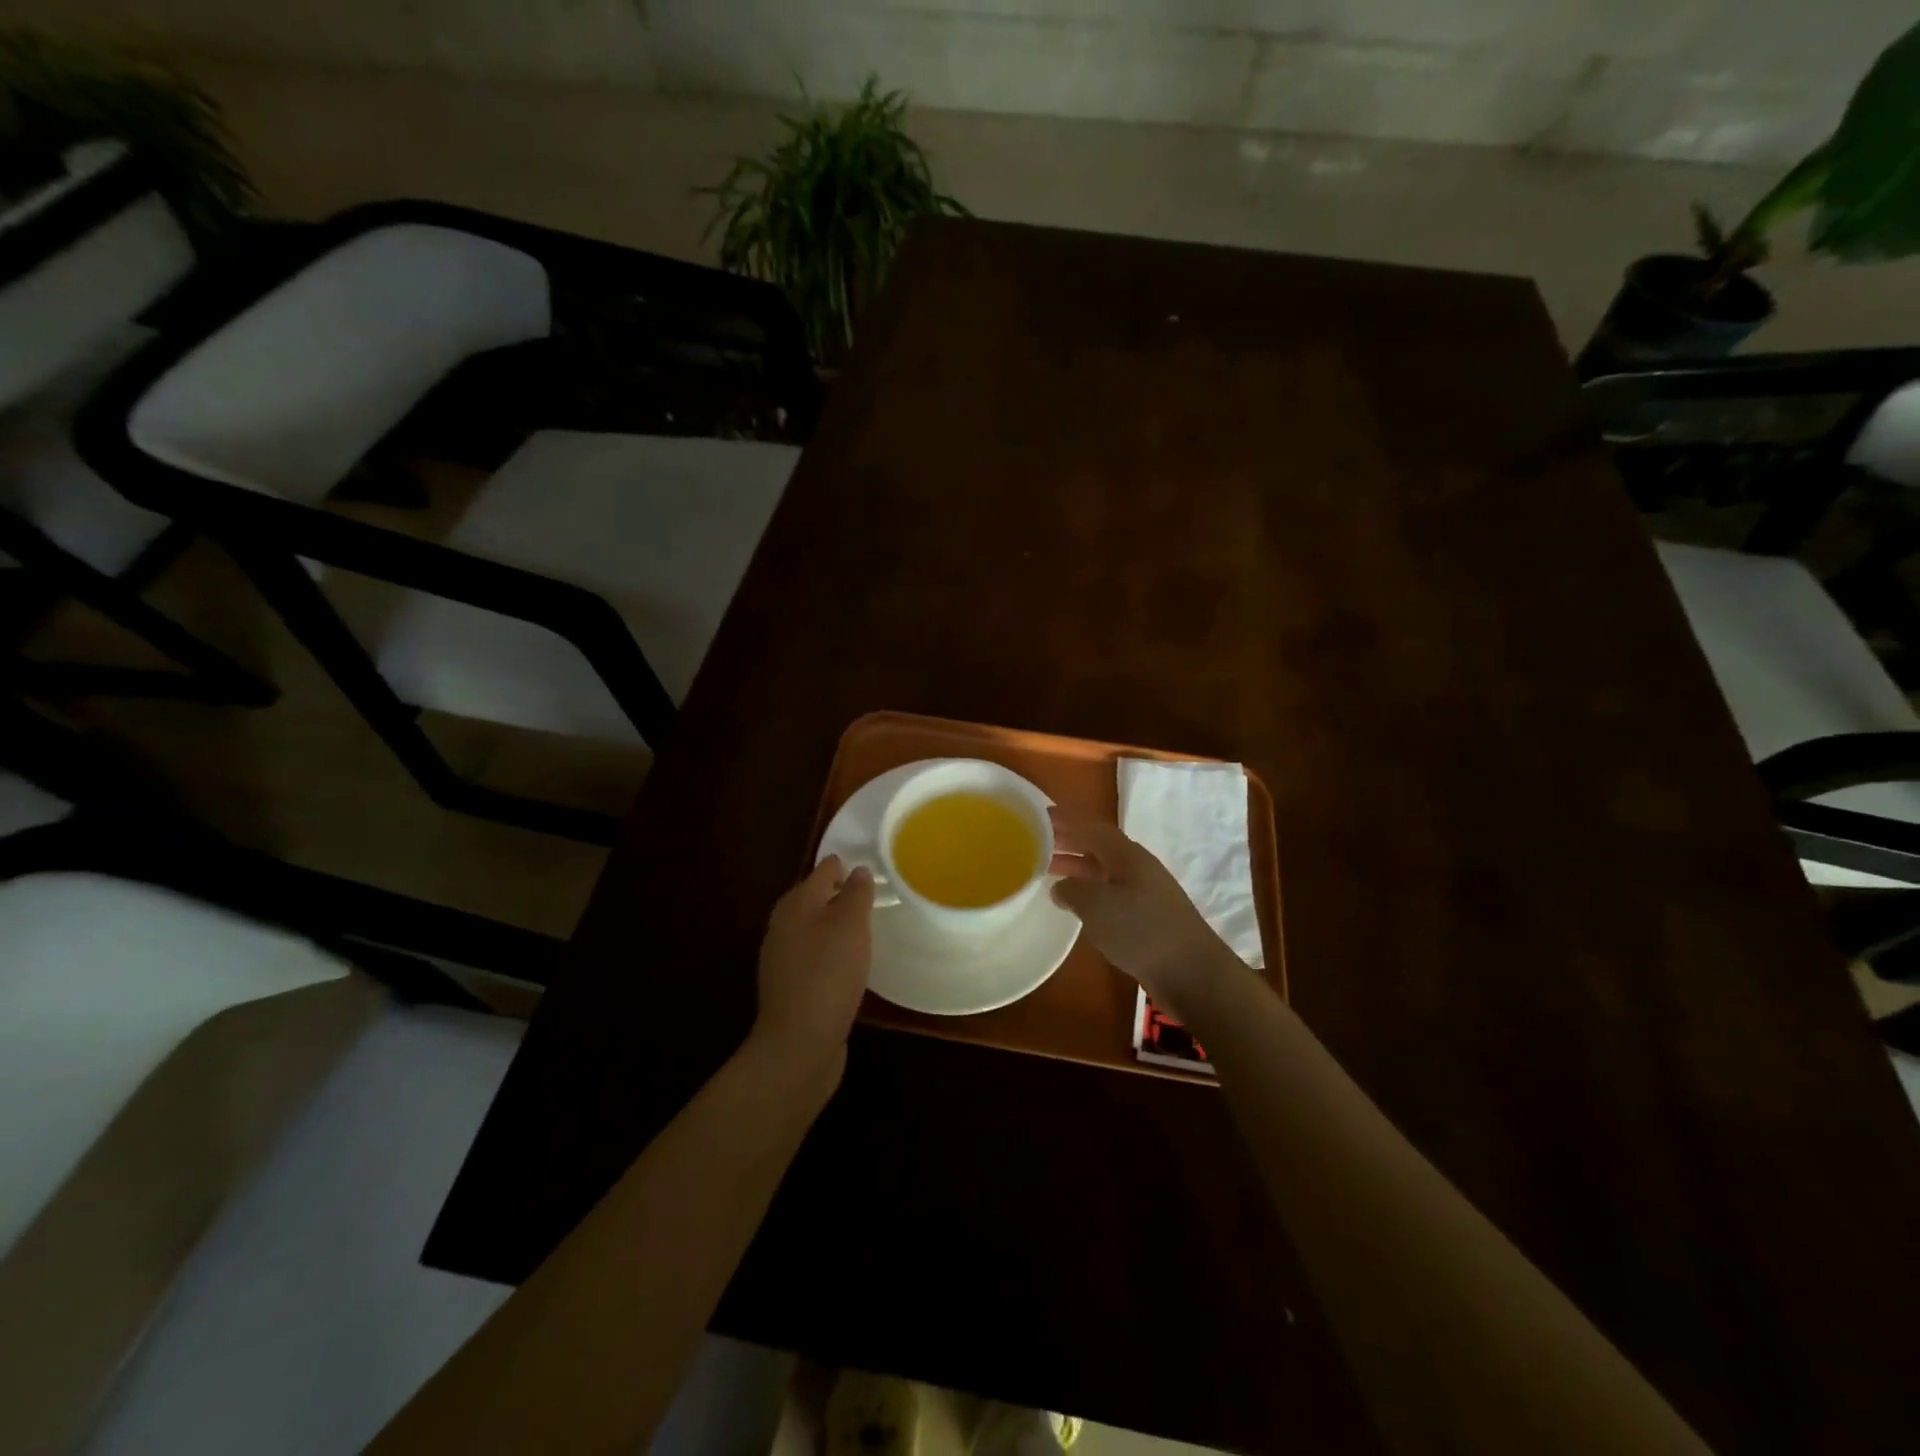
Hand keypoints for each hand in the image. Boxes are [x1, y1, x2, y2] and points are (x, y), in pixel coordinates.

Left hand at [751, 856, 875, 1076]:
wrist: (798, 1045)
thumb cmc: (827, 975)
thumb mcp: (849, 927)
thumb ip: (856, 894)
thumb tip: (858, 870)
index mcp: (795, 905)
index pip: (823, 871)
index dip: (846, 864)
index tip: (872, 865)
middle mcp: (783, 926)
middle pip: (816, 899)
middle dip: (842, 894)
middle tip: (875, 895)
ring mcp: (784, 959)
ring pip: (815, 929)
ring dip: (838, 925)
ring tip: (868, 926)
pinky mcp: (792, 987)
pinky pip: (816, 957)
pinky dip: (833, 952)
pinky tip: (851, 963)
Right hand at [1049, 807, 1235, 1018]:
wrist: (1192, 973)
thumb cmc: (1142, 931)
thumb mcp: (1097, 906)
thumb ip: (1073, 890)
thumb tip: (1061, 887)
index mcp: (1127, 855)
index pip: (1091, 827)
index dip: (1065, 820)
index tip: (1038, 815)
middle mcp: (1137, 867)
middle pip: (1098, 846)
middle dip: (1068, 842)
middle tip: (1035, 842)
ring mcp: (1145, 892)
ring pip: (1103, 870)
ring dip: (1076, 867)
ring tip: (1047, 871)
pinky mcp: (1147, 917)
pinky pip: (1111, 893)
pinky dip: (1089, 891)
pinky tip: (1076, 905)